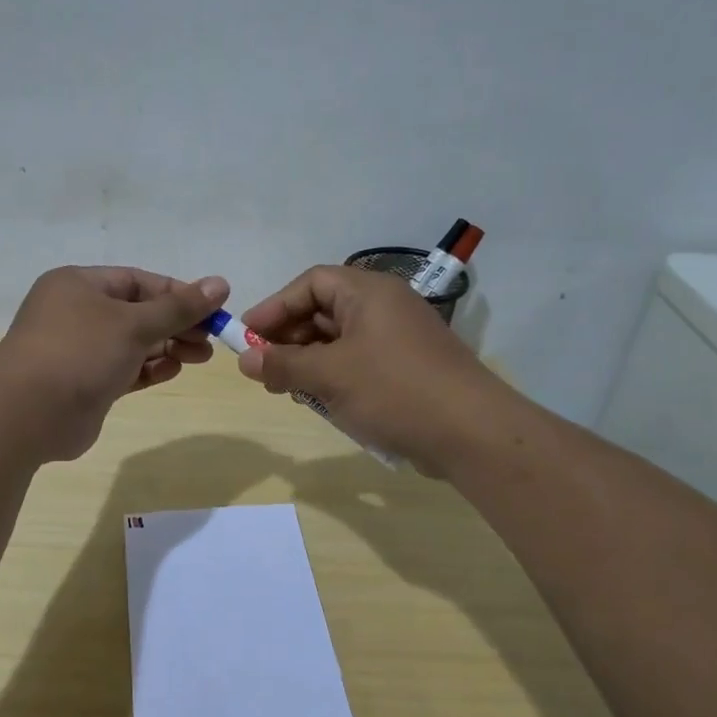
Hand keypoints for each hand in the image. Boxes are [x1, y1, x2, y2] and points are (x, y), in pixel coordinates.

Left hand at [0, 266, 229, 460]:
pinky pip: (124, 369)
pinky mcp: (84, 384)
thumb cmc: (80, 352)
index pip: (138, 281)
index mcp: (79, 285)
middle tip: (210, 340)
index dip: (177, 293)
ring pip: (132, 343)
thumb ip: (179, 307)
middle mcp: (76, 313)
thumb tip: (220, 283)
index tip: (213, 308)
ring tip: (200, 357)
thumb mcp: (134, 323)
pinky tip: (173, 370)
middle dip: (176, 324)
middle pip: (137, 312)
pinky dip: (149, 368)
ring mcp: (79, 350)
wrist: (28, 415)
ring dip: (167, 347)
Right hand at [235, 266, 507, 474]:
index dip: (275, 307)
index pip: (311, 283)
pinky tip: (320, 400)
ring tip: (287, 388)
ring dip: (309, 360)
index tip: (246, 336)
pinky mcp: (407, 368)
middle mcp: (385, 306)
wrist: (472, 433)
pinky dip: (334, 375)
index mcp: (369, 292)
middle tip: (264, 368)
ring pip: (340, 339)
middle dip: (289, 338)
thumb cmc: (394, 391)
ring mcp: (399, 338)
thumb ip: (283, 364)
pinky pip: (359, 361)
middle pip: (324, 310)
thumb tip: (244, 360)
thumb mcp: (330, 376)